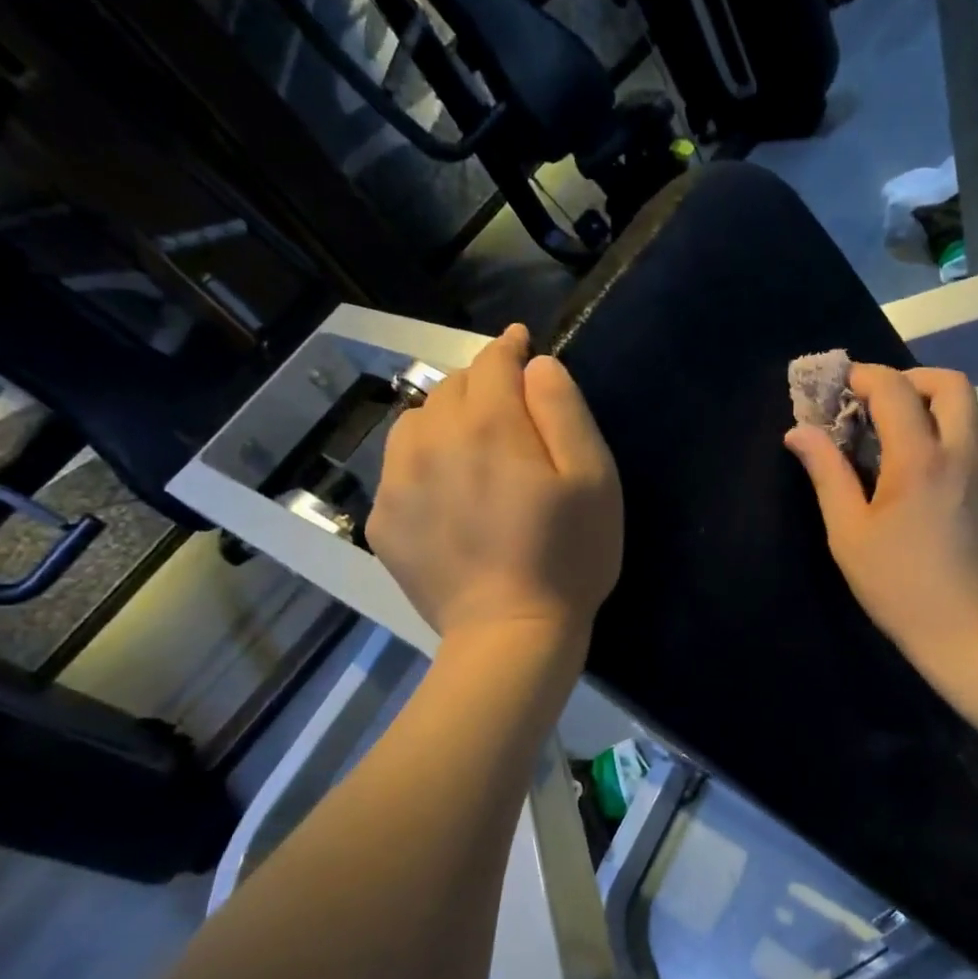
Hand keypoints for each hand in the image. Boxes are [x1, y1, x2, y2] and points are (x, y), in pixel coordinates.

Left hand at [367, 325, 621, 646]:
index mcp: (488, 423)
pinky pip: (397, 469)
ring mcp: (397, 482)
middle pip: (450, 388)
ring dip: (443, 419)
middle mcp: (431, 439)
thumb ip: (565, 410)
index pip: (492, 362)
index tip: (521, 343)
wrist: (510, 635)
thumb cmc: (568, 557)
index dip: (509, 348)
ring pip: (415, 423)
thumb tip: (536, 367)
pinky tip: (447, 493)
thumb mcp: (594, 479)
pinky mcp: (383, 521)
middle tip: (508, 407)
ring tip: (470, 445)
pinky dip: (422, 463)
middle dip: (480, 385)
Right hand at [783, 363, 977, 667]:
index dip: (862, 377)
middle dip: (907, 378)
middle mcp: (959, 451)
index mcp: (920, 458)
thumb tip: (799, 431)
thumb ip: (826, 473)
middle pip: (948, 383)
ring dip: (925, 400)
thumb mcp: (849, 532)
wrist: (966, 629)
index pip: (894, 389)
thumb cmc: (898, 585)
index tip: (833, 386)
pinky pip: (965, 433)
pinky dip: (937, 425)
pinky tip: (905, 459)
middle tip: (870, 401)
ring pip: (963, 407)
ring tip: (882, 428)